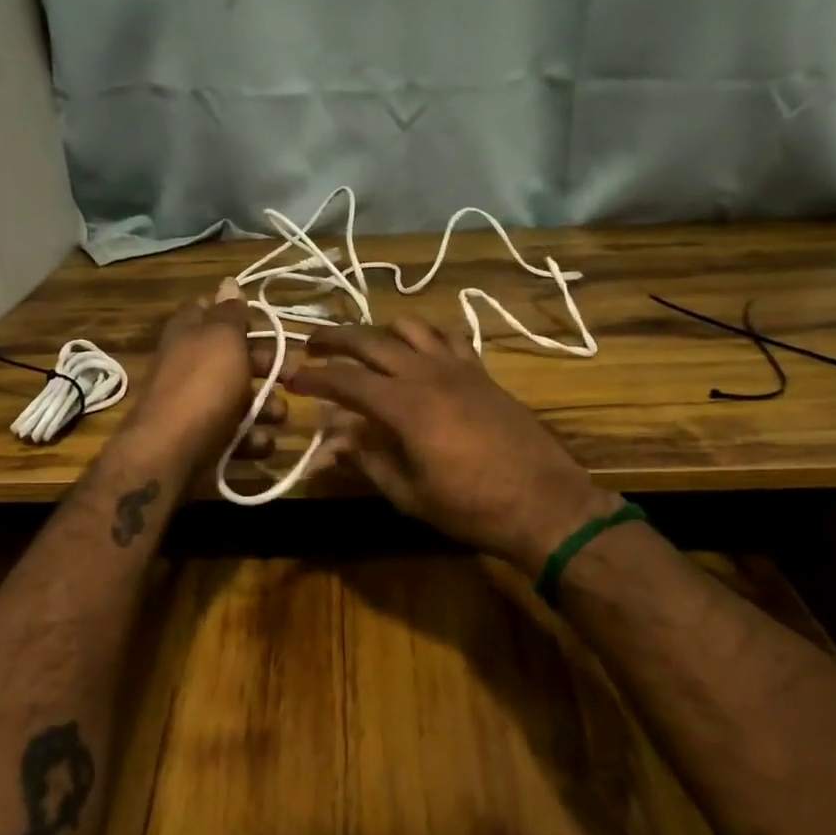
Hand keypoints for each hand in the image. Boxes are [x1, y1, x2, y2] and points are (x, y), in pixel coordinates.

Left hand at [120, 281, 285, 467]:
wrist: (171, 453)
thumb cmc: (203, 385)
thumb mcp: (222, 338)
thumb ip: (230, 312)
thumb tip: (228, 282)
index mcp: (189, 332)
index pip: (210, 309)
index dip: (237, 313)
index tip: (264, 322)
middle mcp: (190, 364)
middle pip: (235, 357)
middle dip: (267, 366)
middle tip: (293, 373)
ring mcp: (196, 404)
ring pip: (241, 398)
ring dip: (266, 407)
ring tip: (278, 416)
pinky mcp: (204, 439)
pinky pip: (236, 434)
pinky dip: (252, 439)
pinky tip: (261, 443)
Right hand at [287, 318, 621, 572]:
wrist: (544, 502)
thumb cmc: (470, 507)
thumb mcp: (408, 493)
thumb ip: (366, 460)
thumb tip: (329, 443)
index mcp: (404, 405)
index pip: (345, 380)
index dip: (314, 376)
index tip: (291, 377)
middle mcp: (426, 373)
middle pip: (370, 340)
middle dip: (335, 338)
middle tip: (311, 344)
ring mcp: (458, 367)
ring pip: (410, 327)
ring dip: (379, 330)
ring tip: (362, 345)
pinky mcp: (481, 371)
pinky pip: (447, 338)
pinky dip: (424, 336)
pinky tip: (418, 350)